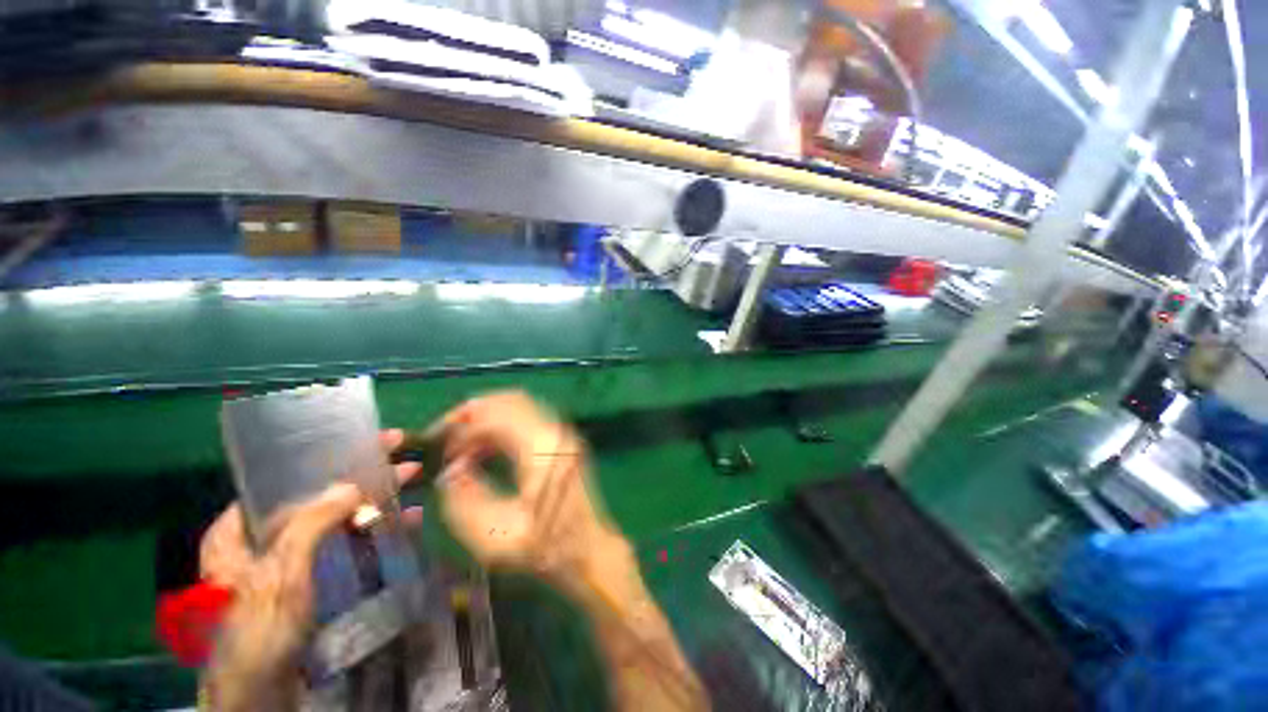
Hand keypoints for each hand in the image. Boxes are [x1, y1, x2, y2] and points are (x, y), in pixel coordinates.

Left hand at [201, 431, 421, 710]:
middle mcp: (267, 540)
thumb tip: (350, 484)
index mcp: (240, 531)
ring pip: (341, 519)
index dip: (331, 456)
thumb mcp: (277, 576)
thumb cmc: (257, 632)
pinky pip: (351, 546)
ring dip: (378, 498)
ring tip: (413, 477)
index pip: (288, 479)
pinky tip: (405, 520)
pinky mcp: (318, 582)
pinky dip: (378, 531)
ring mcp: (295, 562)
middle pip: (321, 495)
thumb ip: (310, 525)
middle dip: (366, 474)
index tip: (369, 440)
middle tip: (404, 454)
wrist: (262, 694)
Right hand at [436, 392, 627, 592]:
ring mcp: (562, 433)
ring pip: (520, 404)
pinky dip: (503, 424)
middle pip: (509, 400)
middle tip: (446, 433)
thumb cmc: (546, 548)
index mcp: (541, 449)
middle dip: (472, 412)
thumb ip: (463, 502)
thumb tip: (450, 472)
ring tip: (462, 443)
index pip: (495, 416)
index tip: (440, 449)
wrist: (589, 549)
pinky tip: (486, 449)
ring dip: (488, 416)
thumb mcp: (496, 538)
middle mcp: (554, 431)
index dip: (461, 428)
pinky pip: (528, 417)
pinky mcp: (563, 441)